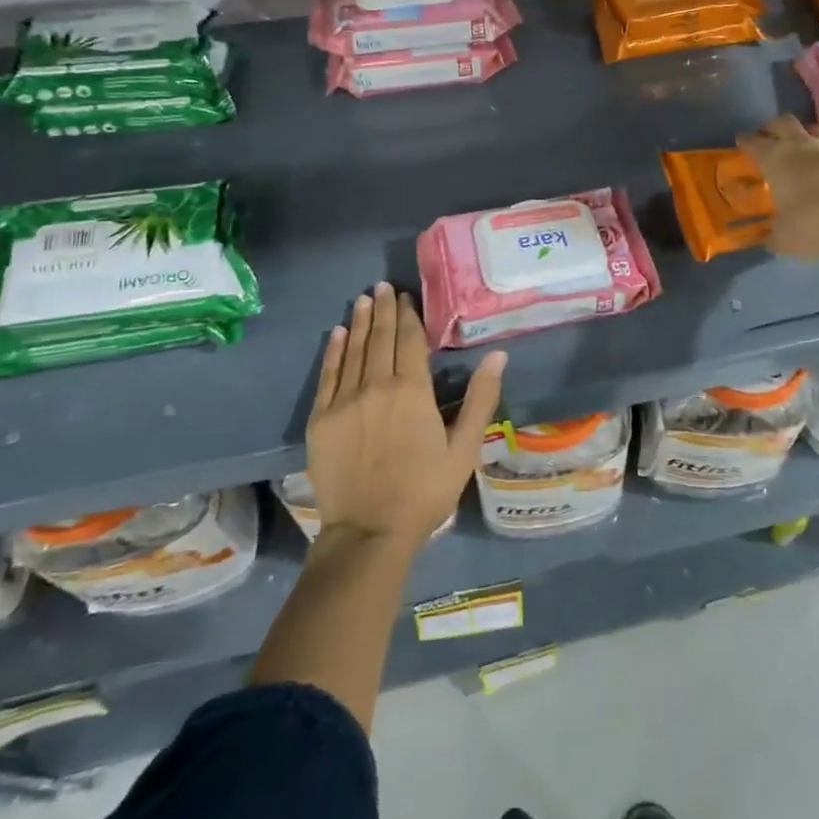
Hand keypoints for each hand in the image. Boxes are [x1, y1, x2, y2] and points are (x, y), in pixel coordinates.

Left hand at [307, 283, 505, 547]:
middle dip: (382, 309)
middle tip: (382, 286)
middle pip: (379, 338)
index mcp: (412, 391)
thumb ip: (480, 398)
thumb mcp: (464, 449)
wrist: (369, 532)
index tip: (407, 296)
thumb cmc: (424, 491)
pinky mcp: (321, 419)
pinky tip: (337, 334)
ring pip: (353, 350)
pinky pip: (327, 375)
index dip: (408, 316)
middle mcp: (376, 386)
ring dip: (358, 322)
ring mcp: (345, 401)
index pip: (409, 341)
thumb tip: (498, 355)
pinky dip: (333, 351)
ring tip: (363, 299)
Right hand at [737, 114, 818, 260]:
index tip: (741, 141)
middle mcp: (800, 146)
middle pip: (782, 123)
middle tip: (768, 139)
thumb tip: (770, 238)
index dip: (745, 141)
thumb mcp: (784, 239)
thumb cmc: (814, 225)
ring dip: (802, 135)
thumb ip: (774, 235)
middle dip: (772, 128)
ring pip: (811, 130)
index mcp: (775, 159)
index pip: (754, 142)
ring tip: (799, 149)